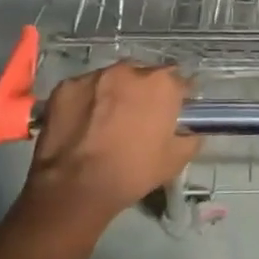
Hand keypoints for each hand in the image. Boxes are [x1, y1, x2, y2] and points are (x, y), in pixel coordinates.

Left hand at [20, 63, 199, 227]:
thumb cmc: (131, 172)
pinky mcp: (66, 86)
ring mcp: (95, 75)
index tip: (173, 111)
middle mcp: (130, 70)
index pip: (179, 81)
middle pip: (144, 75)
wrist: (74, 188)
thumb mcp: (175, 161)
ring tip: (106, 120)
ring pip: (112, 79)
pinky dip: (86, 101)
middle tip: (138, 118)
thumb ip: (190, 138)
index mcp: (161, 83)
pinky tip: (82, 123)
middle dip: (144, 92)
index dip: (178, 97)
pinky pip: (84, 89)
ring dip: (114, 93)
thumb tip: (191, 130)